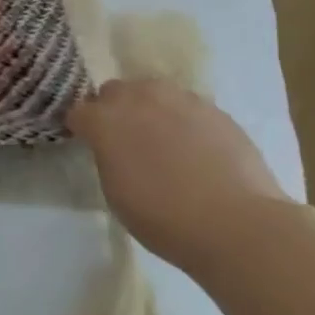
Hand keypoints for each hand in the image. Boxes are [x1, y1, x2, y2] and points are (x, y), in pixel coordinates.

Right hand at [68, 79, 290, 269]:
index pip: (78, 112)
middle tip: (124, 139)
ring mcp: (180, 100)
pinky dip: (183, 119)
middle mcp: (139, 99)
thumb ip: (108, 156)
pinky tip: (194, 147)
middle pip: (115, 91)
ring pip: (153, 92)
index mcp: (105, 120)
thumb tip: (113, 147)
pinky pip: (187, 106)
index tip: (89, 145)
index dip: (81, 129)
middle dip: (113, 109)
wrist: (235, 223)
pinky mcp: (215, 110)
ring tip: (161, 138)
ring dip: (149, 108)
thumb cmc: (163, 217)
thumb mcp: (114, 191)